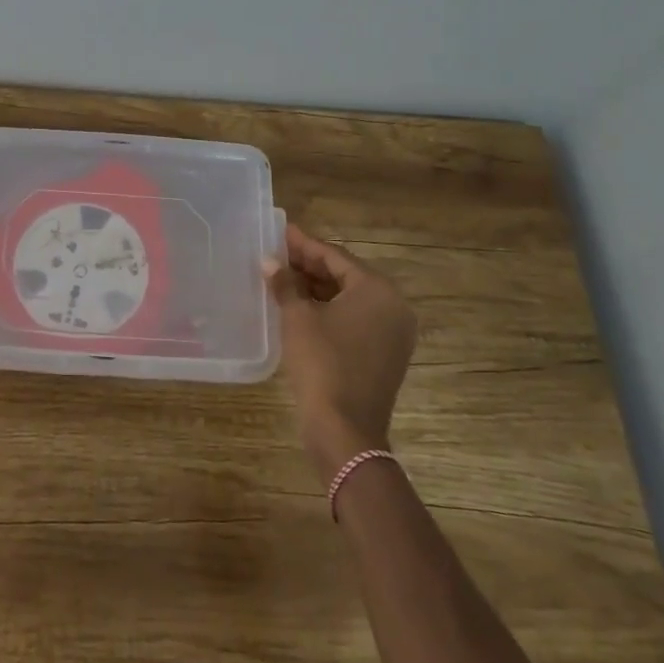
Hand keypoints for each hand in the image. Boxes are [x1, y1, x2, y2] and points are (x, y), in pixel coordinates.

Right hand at [266, 223, 417, 484]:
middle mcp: (394, 307)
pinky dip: (330, 310)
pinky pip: (356, 320)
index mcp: (378, 290)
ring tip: (284, 277)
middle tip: (278, 254)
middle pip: (346, 276)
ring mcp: (393, 333)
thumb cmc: (322, 363)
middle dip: (311, 266)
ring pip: (351, 299)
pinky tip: (301, 306)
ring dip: (318, 288)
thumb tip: (269, 262)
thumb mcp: (298, 318)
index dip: (304, 244)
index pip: (335, 256)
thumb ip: (285, 284)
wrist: (345, 430)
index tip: (282, 232)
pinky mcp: (386, 355)